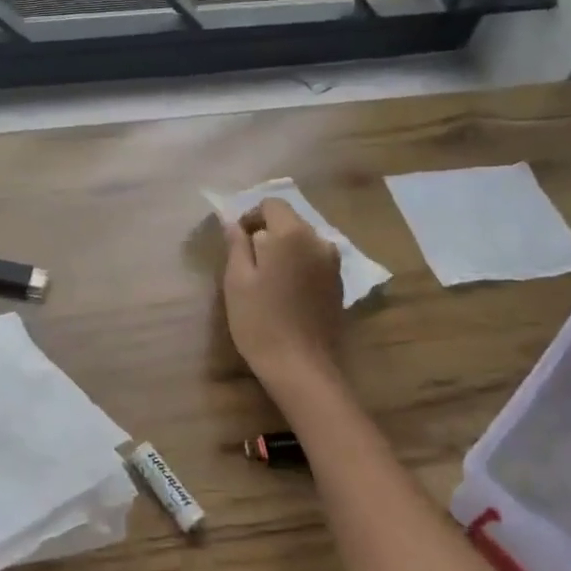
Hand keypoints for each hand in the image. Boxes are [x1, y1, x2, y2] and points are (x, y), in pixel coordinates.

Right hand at [222, 198, 343, 388]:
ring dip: (283, 251)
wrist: (301, 367)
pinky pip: (313, 261)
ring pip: (302, 242)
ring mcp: (333, 263)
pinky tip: (285, 293)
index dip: (250, 216)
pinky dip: (298, 267)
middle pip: (289, 221)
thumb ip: (236, 244)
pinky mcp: (338, 284)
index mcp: (292, 234)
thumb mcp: (237, 280)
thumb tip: (233, 221)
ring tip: (265, 280)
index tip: (236, 241)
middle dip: (267, 234)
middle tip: (246, 263)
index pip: (271, 204)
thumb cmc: (260, 321)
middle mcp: (319, 241)